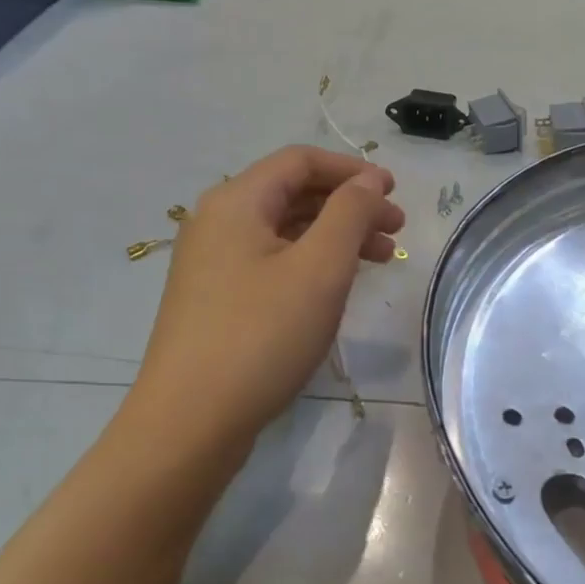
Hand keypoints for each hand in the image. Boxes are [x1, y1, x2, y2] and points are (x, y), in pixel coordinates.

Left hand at [130, 146, 404, 446]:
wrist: (189, 423)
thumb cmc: (261, 335)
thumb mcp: (319, 268)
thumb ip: (350, 213)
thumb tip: (369, 179)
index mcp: (236, 201)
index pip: (301, 161)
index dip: (352, 170)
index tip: (394, 192)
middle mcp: (217, 222)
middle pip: (293, 193)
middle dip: (349, 205)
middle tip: (395, 231)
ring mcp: (211, 263)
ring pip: (284, 230)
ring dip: (334, 236)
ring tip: (379, 261)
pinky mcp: (214, 299)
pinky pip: (271, 261)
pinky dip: (310, 262)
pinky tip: (335, 287)